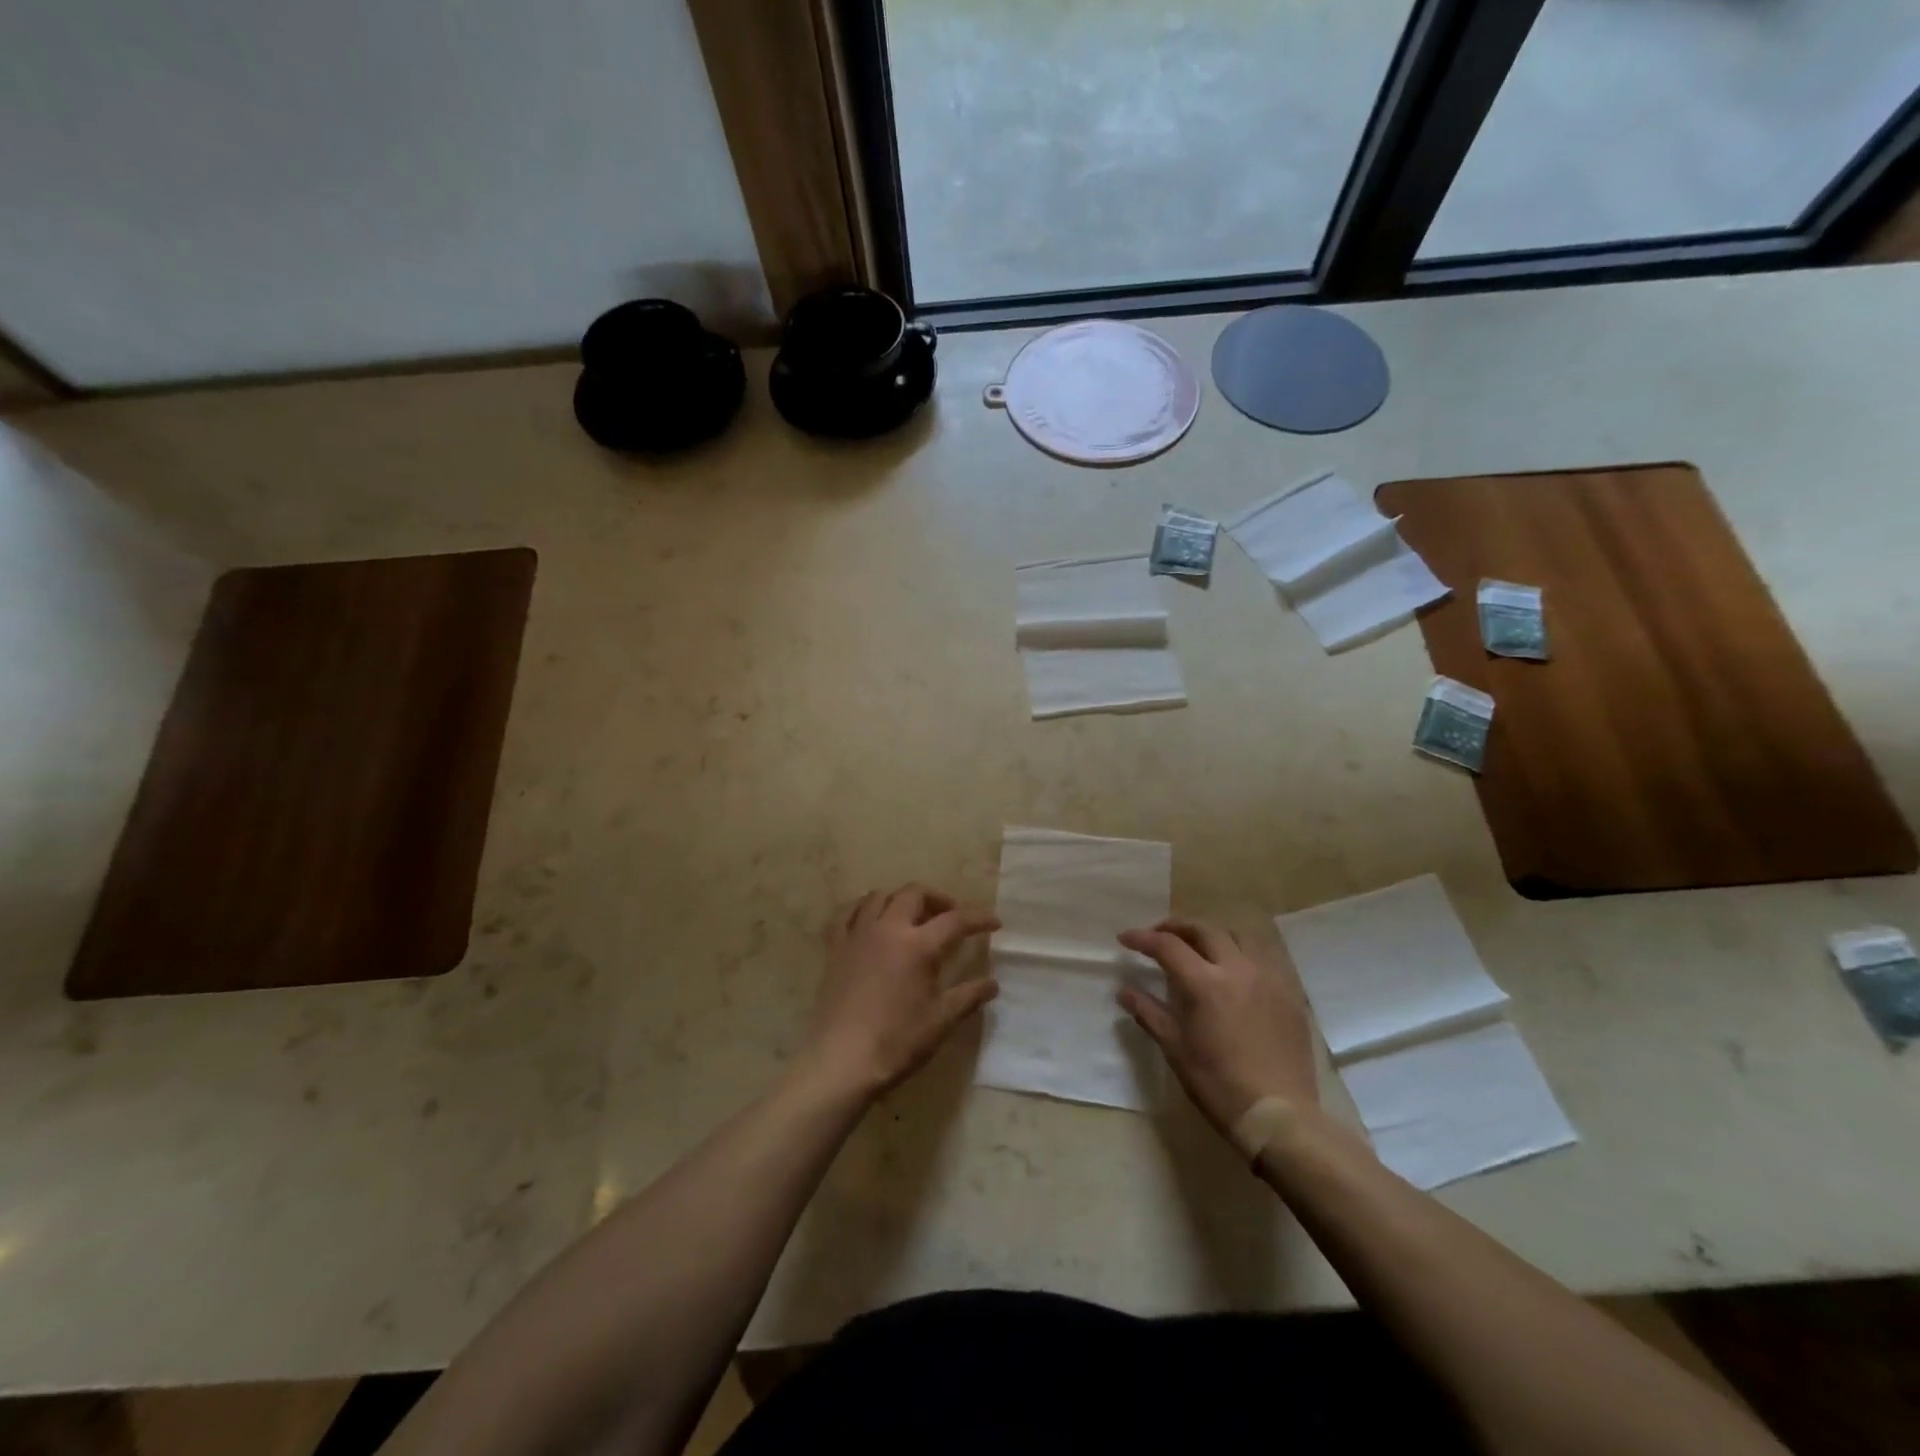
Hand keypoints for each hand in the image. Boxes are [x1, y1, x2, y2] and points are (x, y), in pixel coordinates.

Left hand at [798, 884, 999, 1099]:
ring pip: (880, 896)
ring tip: (912, 916)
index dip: (979, 918)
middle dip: (938, 898)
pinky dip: (863, 908)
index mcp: (918, 946)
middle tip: (951, 916)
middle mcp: (888, 929)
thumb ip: (968, 996)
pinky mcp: (835, 948)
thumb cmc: (897, 1041)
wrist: (842, 1060)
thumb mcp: (941, 1021)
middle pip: (914, 894)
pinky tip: (871, 920)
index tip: (994, 922)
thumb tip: (992, 983)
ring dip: (901, 899)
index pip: (956, 920)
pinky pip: (847, 913)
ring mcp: (858, 935)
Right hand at [1117, 919, 1317, 1133]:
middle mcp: (1238, 969)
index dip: (1142, 938)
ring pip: (1239, 937)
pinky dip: (1241, 955)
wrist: (1278, 1115)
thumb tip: (1124, 990)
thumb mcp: (1175, 1048)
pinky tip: (1233, 973)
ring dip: (1213, 935)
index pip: (1167, 945)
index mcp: (1204, 983)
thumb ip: (1148, 1012)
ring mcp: (1268, 979)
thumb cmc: (1217, 1083)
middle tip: (1160, 935)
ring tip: (1199, 947)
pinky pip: (1263, 960)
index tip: (1125, 939)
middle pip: (1204, 929)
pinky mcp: (1289, 995)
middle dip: (1177, 927)